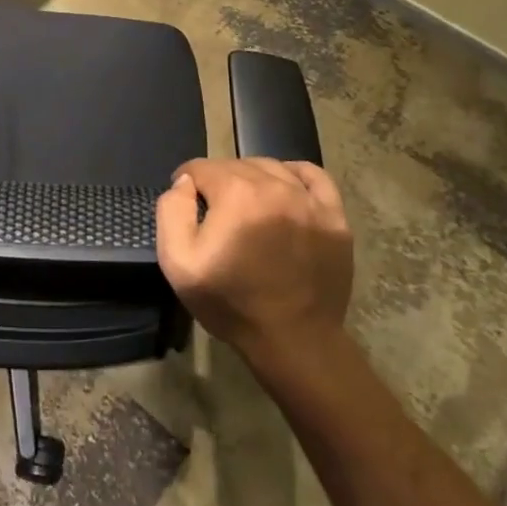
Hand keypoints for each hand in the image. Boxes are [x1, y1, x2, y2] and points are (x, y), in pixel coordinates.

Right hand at [155, 158, 352, 358]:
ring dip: (251, 179)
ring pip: (270, 167)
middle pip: (235, 165)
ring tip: (246, 208)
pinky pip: (313, 176)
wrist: (293, 340)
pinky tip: (283, 190)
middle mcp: (274, 185)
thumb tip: (183, 182)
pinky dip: (294, 175)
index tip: (186, 206)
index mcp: (236, 193)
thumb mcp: (178, 262)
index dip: (185, 184)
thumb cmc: (230, 302)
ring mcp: (309, 199)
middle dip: (218, 183)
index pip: (200, 168)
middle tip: (214, 215)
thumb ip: (172, 211)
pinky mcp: (334, 216)